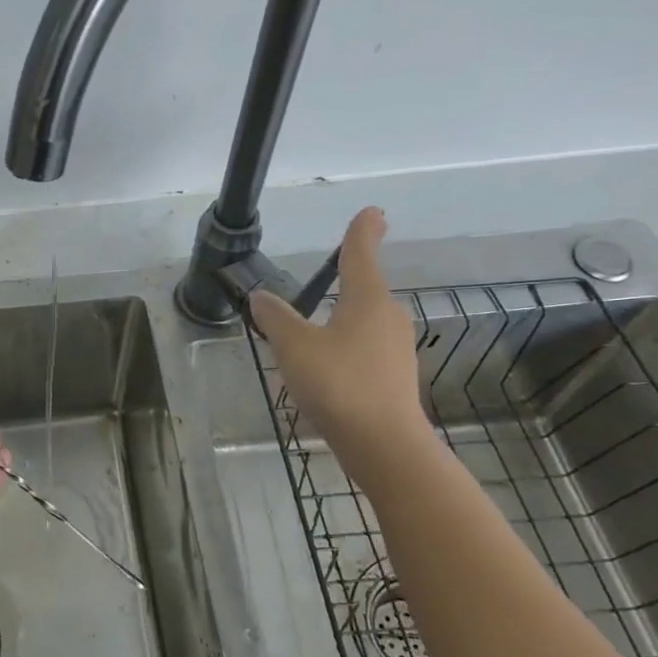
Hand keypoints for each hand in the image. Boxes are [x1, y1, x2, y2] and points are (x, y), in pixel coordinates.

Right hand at [249, 207, 432, 487]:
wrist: (383, 444)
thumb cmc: (339, 383)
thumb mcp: (294, 346)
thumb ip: (276, 318)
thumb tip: (261, 296)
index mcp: (367, 300)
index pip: (361, 255)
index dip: (362, 232)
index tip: (372, 212)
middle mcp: (388, 318)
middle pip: (366, 288)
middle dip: (349, 278)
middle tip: (334, 268)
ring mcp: (395, 349)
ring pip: (365, 321)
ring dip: (344, 317)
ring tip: (315, 326)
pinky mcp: (393, 377)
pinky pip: (365, 348)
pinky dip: (346, 346)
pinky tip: (326, 365)